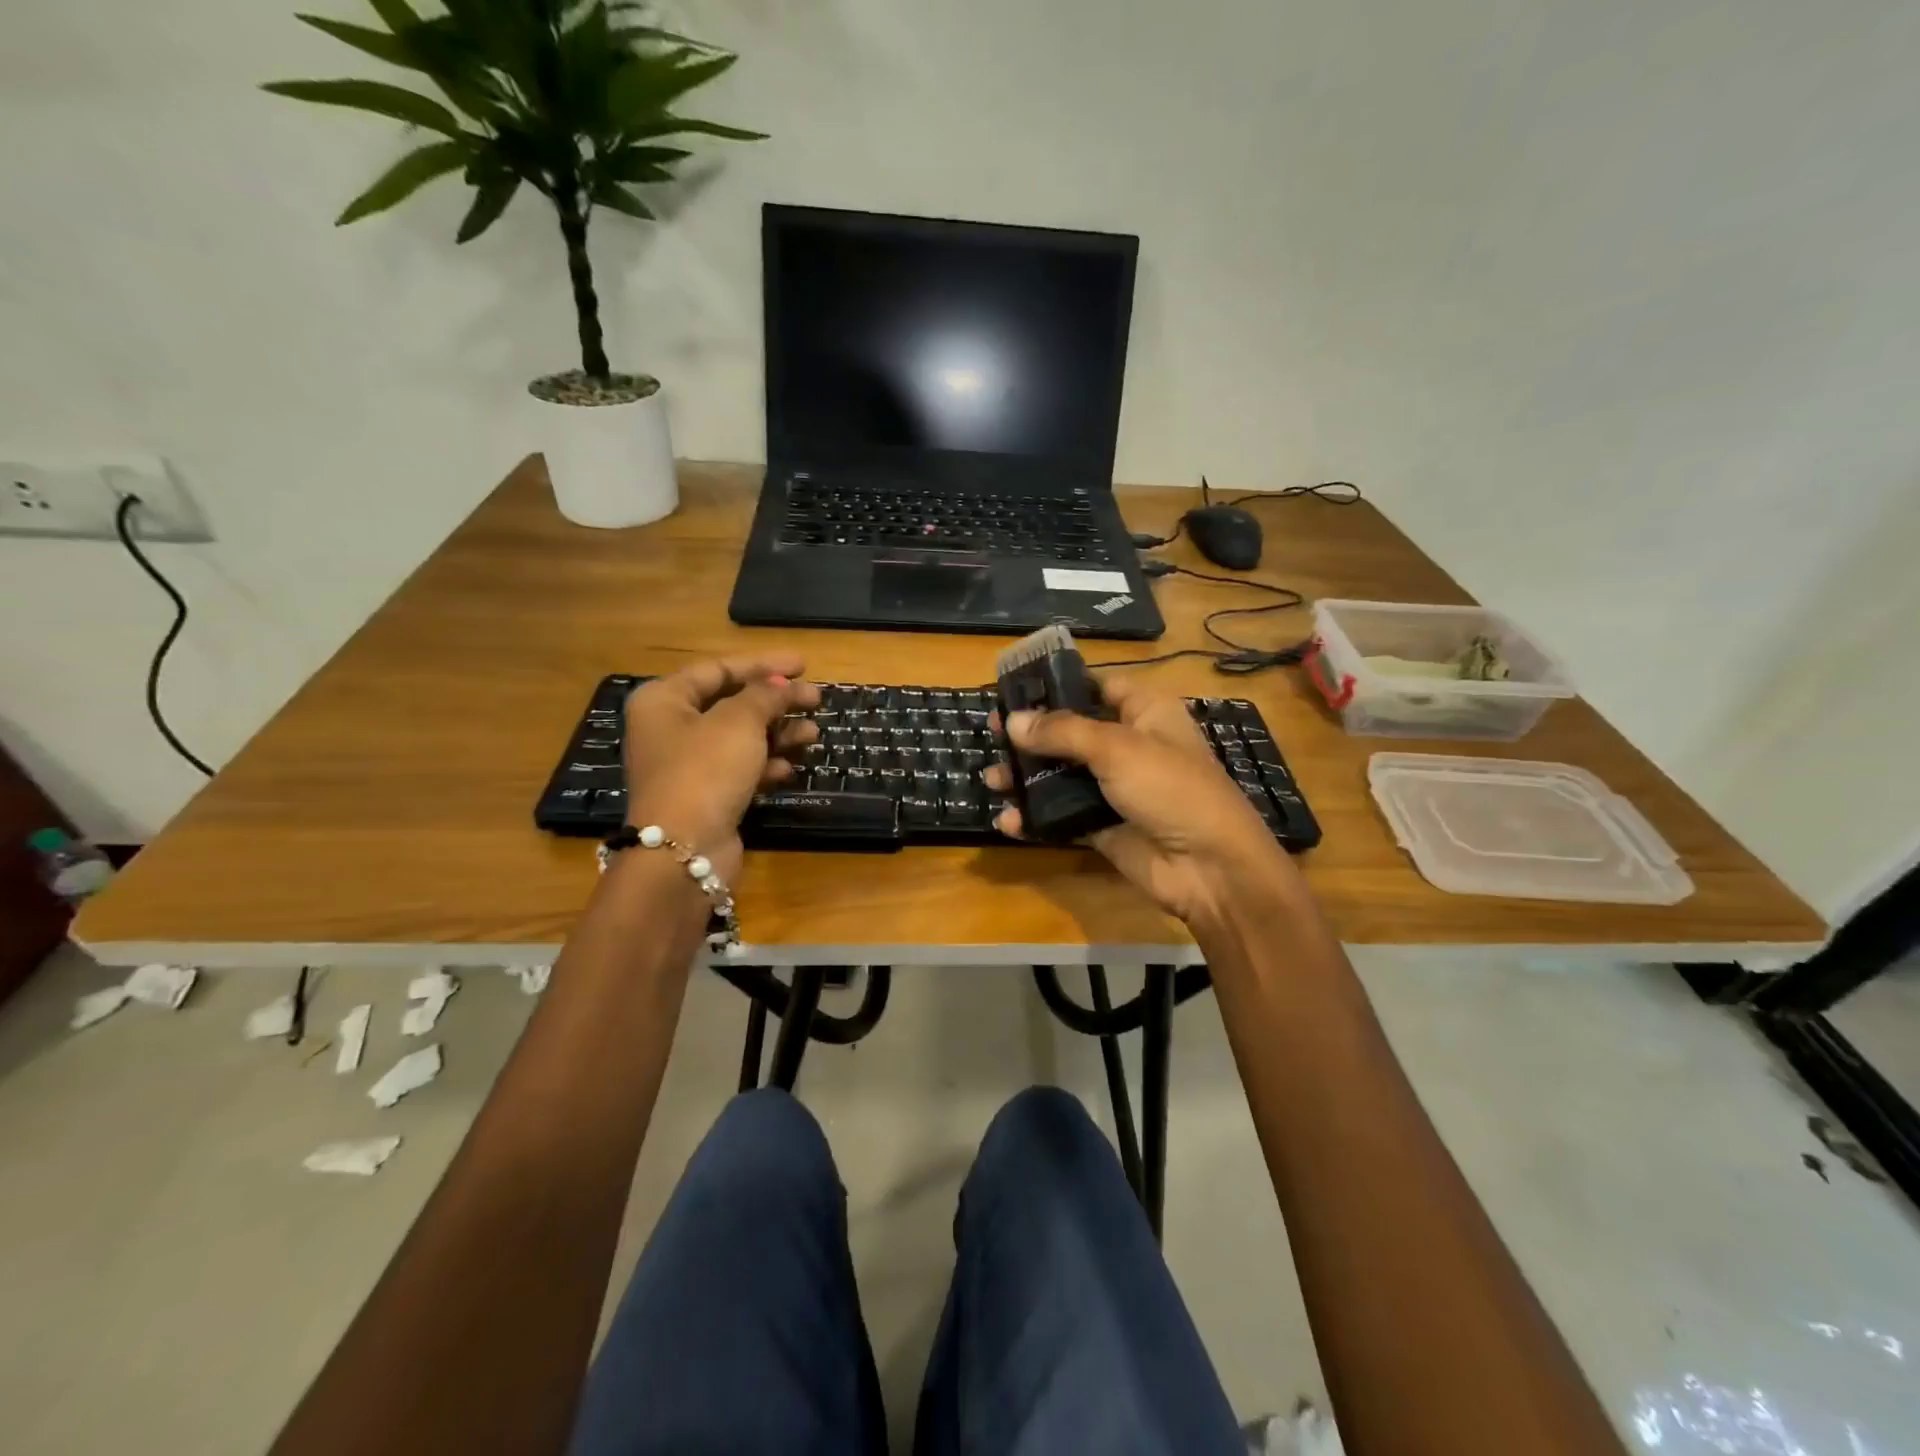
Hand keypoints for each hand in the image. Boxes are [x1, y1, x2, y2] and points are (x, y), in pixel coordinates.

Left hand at [622, 654, 820, 881]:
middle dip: (777, 702)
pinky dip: (766, 766)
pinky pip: (741, 770)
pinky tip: (789, 769)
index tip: (803, 665)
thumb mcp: (739, 722)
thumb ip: (765, 695)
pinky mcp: (706, 796)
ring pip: (741, 739)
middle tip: (816, 700)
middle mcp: (671, 728)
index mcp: (665, 700)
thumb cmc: (705, 770)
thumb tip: (782, 684)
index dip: (763, 665)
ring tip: (812, 736)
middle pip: (733, 704)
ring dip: (779, 735)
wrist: (683, 851)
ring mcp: (688, 765)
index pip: (718, 669)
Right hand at [983, 675, 1293, 926]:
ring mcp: (1114, 788)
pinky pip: (1062, 816)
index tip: (1016, 690)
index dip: (1058, 686)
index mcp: (1144, 712)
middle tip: (992, 735)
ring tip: (991, 780)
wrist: (1209, 867)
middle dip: (1031, 736)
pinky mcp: (1103, 825)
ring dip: (1026, 778)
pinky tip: (1008, 820)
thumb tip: (1013, 721)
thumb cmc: (1171, 788)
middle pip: (1070, 732)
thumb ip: (1062, 732)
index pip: (1096, 686)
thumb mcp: (1118, 748)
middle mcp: (1128, 745)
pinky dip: (1036, 818)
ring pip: (1061, 775)